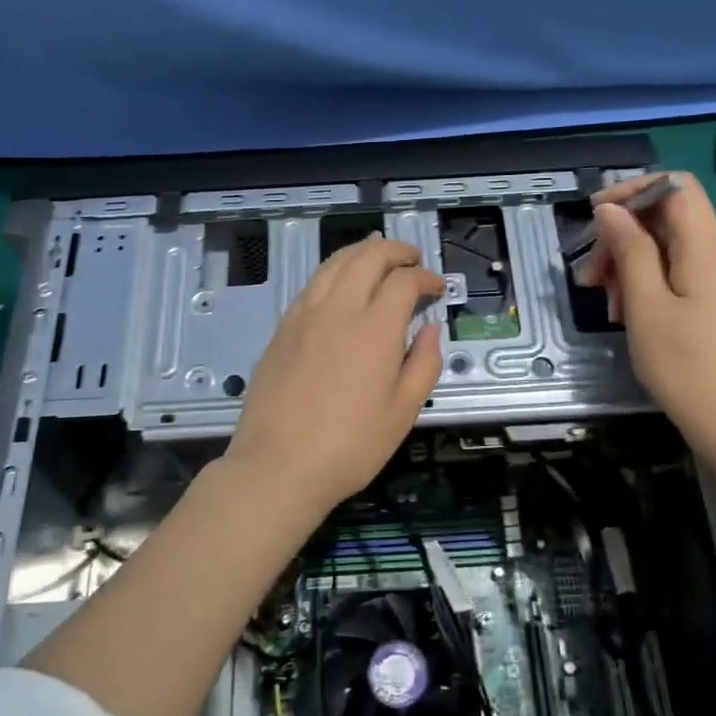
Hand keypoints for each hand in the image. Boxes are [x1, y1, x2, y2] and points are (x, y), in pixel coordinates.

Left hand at [225, 236, 444, 517]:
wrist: (278, 466)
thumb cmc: (350, 445)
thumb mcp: (403, 412)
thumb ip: (424, 363)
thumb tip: (431, 328)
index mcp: (374, 328)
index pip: (404, 281)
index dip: (425, 278)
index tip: (437, 288)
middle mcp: (339, 309)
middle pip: (367, 256)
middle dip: (395, 250)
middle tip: (412, 258)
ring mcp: (304, 315)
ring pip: (334, 263)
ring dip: (361, 251)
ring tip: (377, 254)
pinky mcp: (282, 328)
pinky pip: (312, 283)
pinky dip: (334, 271)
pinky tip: (340, 284)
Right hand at [575, 172, 715, 465]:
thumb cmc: (687, 367)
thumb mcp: (646, 306)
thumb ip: (629, 251)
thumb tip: (611, 210)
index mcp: (708, 249)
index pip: (677, 187)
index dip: (633, 191)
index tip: (596, 217)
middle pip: (669, 219)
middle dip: (623, 237)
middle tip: (590, 278)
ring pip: (672, 250)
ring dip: (631, 265)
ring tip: (607, 305)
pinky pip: (682, 275)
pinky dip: (650, 284)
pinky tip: (631, 315)